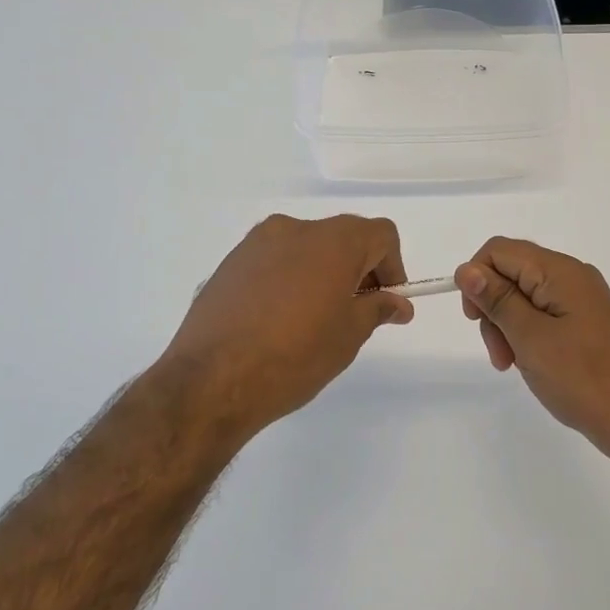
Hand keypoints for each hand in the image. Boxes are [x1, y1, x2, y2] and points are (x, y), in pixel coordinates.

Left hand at [158, 214, 412, 435]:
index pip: (381, 235)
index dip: (392, 266)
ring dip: (322, 271)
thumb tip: (397, 303)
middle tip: (354, 311)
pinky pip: (275, 260)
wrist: (211, 380)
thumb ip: (377, 309)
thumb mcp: (348, 336)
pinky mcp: (231, 262)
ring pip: (306, 246)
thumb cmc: (294, 356)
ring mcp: (258, 242)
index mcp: (333, 241)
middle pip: (343, 236)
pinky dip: (289, 278)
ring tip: (313, 318)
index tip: (385, 302)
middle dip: (358, 268)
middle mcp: (296, 229)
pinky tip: (278, 319)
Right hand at [455, 237, 609, 462]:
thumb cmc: (581, 377)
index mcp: (560, 271)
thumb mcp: (530, 337)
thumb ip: (497, 300)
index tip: (474, 319)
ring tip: (511, 364)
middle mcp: (572, 276)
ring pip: (523, 296)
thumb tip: (466, 270)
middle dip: (493, 308)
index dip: (477, 278)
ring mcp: (581, 299)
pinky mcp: (584, 321)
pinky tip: (528, 361)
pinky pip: (542, 314)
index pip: (500, 251)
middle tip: (497, 353)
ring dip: (507, 326)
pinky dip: (526, 334)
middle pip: (511, 273)